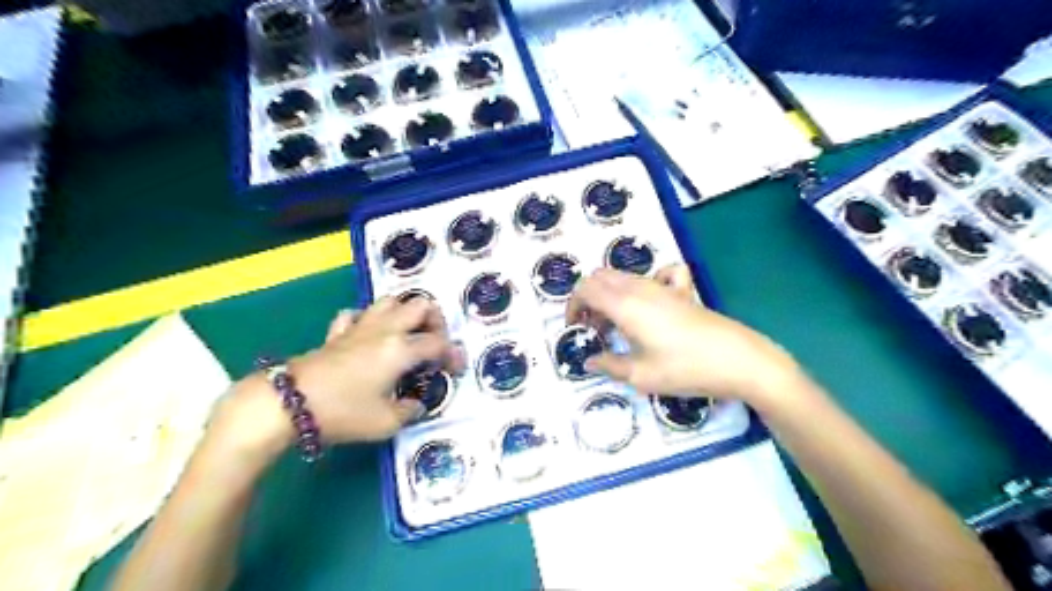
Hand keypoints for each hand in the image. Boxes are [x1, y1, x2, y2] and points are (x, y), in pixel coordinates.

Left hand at [285, 299, 467, 442]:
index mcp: (402, 349)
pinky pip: (357, 315)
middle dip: (435, 321)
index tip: (456, 370)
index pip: (439, 343)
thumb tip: (415, 404)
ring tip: (406, 336)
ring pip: (390, 301)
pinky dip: (368, 321)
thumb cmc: (343, 412)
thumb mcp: (385, 423)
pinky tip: (368, 337)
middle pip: (420, 305)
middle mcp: (386, 330)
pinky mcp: (337, 333)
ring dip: (405, 314)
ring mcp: (360, 327)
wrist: (289, 404)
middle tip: (433, 344)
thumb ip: (409, 411)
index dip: (453, 354)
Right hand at [572, 267, 803, 403]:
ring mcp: (663, 287)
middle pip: (601, 277)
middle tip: (593, 328)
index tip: (575, 328)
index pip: (585, 288)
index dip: (573, 305)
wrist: (739, 360)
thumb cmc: (685, 369)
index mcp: (625, 305)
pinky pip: (659, 274)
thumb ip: (609, 366)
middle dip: (588, 298)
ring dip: (610, 294)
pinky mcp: (683, 292)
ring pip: (624, 276)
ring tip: (616, 325)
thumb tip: (589, 361)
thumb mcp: (641, 375)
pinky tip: (650, 303)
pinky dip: (644, 283)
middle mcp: (640, 288)